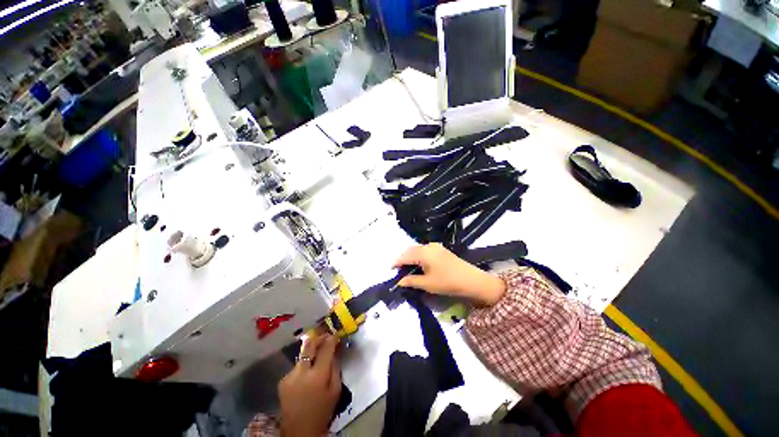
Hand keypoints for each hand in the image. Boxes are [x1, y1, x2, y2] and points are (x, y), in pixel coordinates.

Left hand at [278, 334, 341, 436]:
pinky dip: (304, 365)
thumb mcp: (336, 390)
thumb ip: (335, 368)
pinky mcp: (282, 380)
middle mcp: (301, 372)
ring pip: (302, 356)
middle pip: (309, 345)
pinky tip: (307, 373)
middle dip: (318, 337)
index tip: (335, 335)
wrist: (299, 430)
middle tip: (326, 335)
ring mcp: (289, 375)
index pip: (325, 349)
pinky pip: (297, 366)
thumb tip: (334, 351)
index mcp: (317, 375)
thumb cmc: (322, 410)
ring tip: (318, 355)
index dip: (331, 339)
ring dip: (311, 353)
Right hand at [393, 243, 505, 305]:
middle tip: (398, 270)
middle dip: (403, 258)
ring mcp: (436, 246)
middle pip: (411, 250)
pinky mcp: (441, 249)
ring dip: (411, 257)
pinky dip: (418, 256)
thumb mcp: (427, 284)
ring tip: (407, 268)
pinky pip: (425, 250)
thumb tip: (399, 281)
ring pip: (418, 249)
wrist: (471, 280)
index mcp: (423, 253)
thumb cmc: (447, 282)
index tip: (391, 269)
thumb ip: (411, 281)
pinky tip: (419, 264)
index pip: (405, 256)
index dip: (397, 262)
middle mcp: (428, 246)